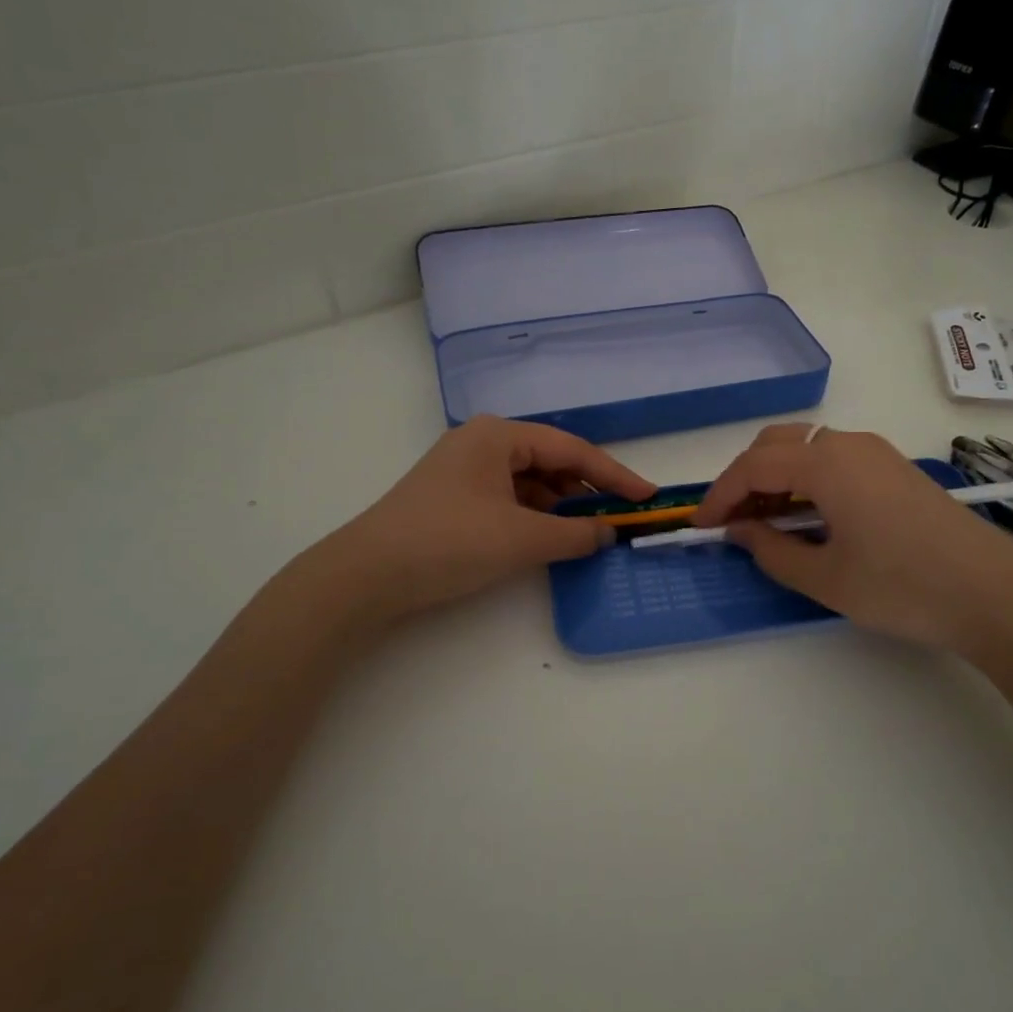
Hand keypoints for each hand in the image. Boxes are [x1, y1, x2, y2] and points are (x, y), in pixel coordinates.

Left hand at [325, 416, 655, 620]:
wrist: (365, 576)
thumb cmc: (449, 542)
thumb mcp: (521, 539)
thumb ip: (575, 535)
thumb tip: (609, 534)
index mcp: (499, 435)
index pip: (572, 450)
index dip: (614, 475)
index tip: (647, 496)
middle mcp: (482, 442)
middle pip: (550, 462)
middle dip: (586, 492)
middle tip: (618, 519)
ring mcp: (464, 469)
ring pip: (529, 482)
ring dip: (560, 508)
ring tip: (587, 535)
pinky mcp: (453, 497)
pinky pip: (508, 499)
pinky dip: (534, 517)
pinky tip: (548, 539)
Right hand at [694, 423, 1012, 659]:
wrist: (994, 594)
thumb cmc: (902, 587)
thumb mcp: (826, 578)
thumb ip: (772, 551)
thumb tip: (741, 532)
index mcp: (825, 463)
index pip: (753, 467)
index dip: (720, 496)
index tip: (700, 527)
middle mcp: (848, 444)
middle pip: (777, 445)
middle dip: (745, 478)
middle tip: (732, 522)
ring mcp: (877, 453)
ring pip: (807, 449)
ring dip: (776, 478)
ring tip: (766, 522)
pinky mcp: (895, 469)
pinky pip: (834, 460)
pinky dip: (807, 480)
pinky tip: (809, 517)